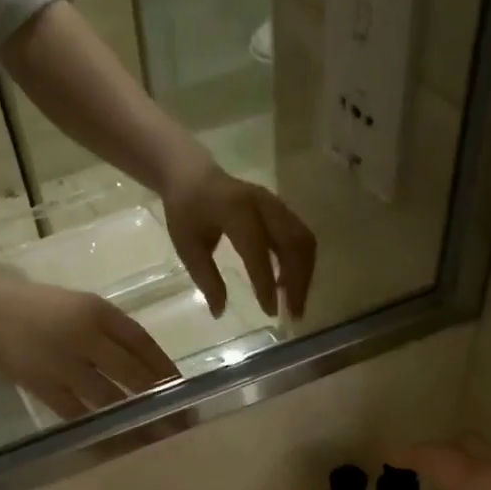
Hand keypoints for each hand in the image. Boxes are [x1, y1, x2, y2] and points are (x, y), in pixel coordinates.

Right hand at [0, 271, 180, 421]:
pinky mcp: (42, 387)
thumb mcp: (80, 307)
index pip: (143, 343)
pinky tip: (119, 444)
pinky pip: (80, 416)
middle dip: (161, 402)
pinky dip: (102, 432)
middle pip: (133, 374)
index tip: (187, 392)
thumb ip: (114, 334)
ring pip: (110, 400)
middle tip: (182, 424)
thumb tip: (152, 372)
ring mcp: (62, 363)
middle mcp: (84, 335)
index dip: (167, 370)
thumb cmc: (37, 308)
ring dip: (137, 422)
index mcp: (97, 310)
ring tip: (158, 439)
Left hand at [161, 154, 315, 321]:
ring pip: (303, 241)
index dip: (266, 283)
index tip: (269, 312)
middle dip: (298, 282)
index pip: (258, 250)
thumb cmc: (186, 212)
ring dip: (304, 275)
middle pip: (294, 243)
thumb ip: (206, 279)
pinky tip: (290, 285)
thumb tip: (220, 313)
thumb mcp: (187, 247)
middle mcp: (263, 203)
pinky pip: (301, 237)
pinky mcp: (282, 209)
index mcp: (235, 210)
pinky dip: (301, 264)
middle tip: (294, 315)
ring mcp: (276, 204)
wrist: (191, 174)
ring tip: (294, 304)